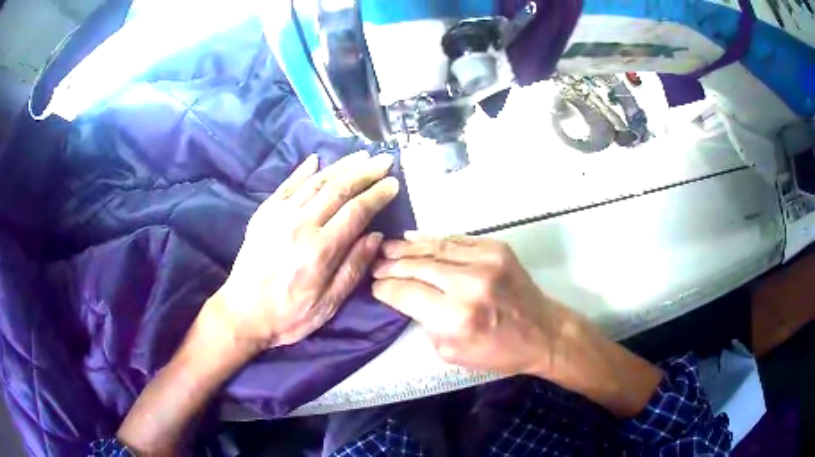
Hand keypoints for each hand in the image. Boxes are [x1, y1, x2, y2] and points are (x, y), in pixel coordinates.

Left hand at [205, 151, 399, 356]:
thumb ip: (353, 268)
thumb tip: (376, 236)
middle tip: (384, 160)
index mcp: (320, 250)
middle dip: (365, 172)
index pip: (356, 211)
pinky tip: (316, 159)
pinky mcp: (263, 213)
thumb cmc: (289, 315)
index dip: (377, 194)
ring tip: (360, 155)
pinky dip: (303, 170)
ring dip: (341, 166)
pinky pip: (287, 185)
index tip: (393, 183)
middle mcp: (300, 225)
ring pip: (316, 182)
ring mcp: (279, 215)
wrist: (242, 313)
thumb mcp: (328, 304)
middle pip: (338, 189)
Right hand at [371, 233, 565, 376]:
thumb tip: (406, 299)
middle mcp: (468, 284)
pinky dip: (432, 238)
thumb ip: (425, 325)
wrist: (543, 332)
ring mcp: (485, 261)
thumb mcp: (452, 353)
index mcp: (455, 317)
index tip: (374, 286)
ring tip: (387, 248)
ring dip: (407, 248)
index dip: (384, 288)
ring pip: (434, 248)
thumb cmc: (499, 351)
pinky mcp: (496, 249)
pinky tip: (414, 238)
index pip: (405, 293)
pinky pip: (455, 239)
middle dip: (390, 266)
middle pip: (416, 267)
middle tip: (375, 264)